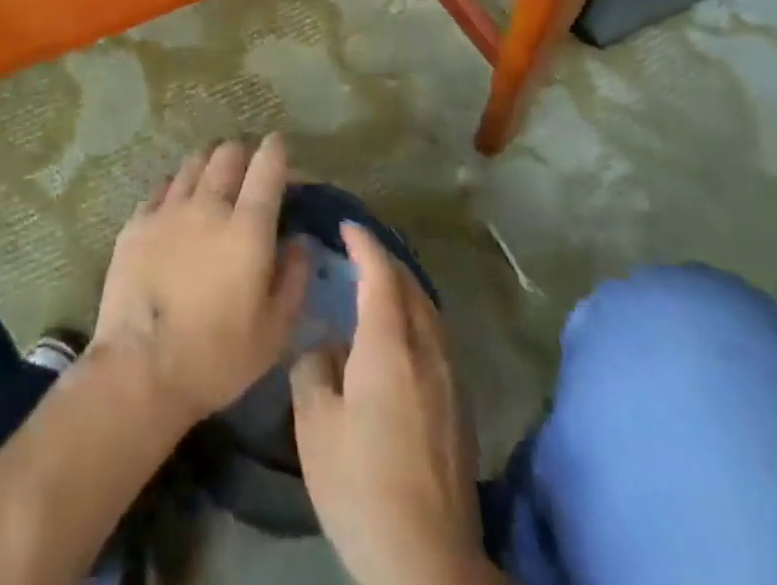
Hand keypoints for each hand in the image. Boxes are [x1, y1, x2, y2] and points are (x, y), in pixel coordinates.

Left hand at [93, 135, 308, 426]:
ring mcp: (168, 210)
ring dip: (209, 165)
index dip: (276, 150)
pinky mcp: (136, 222)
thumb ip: (294, 279)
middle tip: (247, 170)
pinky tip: (177, 204)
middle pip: (227, 154)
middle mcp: (208, 206)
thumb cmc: (217, 357)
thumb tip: (299, 242)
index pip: (267, 167)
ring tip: (212, 182)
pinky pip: (162, 187)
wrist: (140, 370)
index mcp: (247, 228)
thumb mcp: (274, 331)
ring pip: (193, 163)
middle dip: (242, 154)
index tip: (279, 147)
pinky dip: (177, 187)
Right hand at [290, 222, 489, 584]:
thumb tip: (324, 345)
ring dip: (404, 290)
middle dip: (385, 261)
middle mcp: (427, 350)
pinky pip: (438, 340)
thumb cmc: (362, 486)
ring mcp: (451, 380)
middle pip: (411, 286)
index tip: (346, 226)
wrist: (429, 562)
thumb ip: (314, 369)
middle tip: (357, 253)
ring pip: (430, 312)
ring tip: (378, 289)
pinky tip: (400, 340)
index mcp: (390, 345)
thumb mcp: (316, 426)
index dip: (364, 244)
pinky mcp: (462, 409)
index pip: (381, 273)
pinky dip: (417, 320)